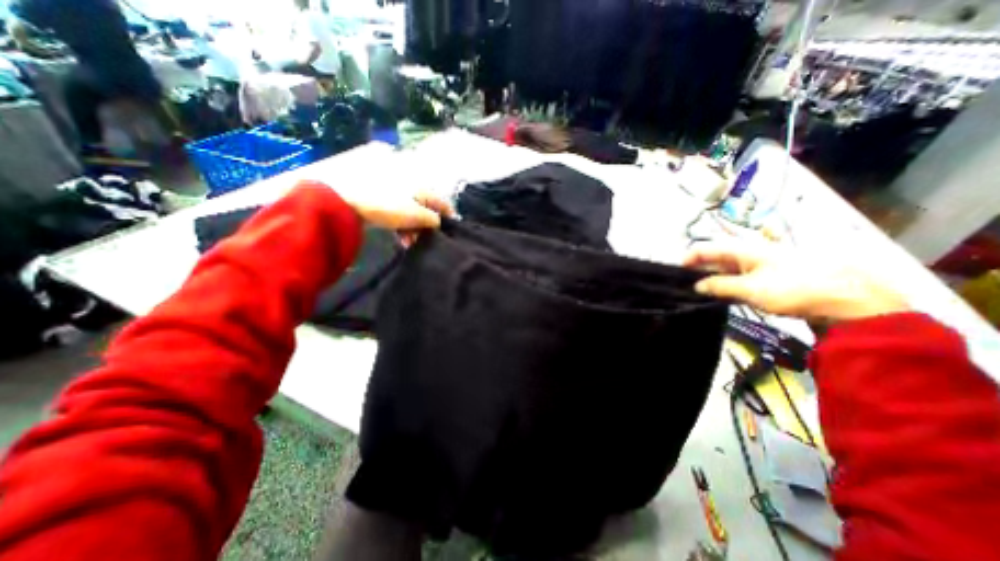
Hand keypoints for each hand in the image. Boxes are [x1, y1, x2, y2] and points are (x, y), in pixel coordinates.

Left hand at [341, 192, 455, 242]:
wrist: (343, 198)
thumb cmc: (386, 205)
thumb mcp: (415, 214)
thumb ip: (432, 219)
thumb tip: (439, 222)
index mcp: (421, 186)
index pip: (442, 202)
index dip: (449, 216)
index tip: (452, 230)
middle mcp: (411, 184)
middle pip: (426, 208)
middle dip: (427, 226)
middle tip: (424, 240)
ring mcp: (395, 189)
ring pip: (412, 211)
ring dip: (413, 228)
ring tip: (408, 242)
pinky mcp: (381, 196)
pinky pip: (398, 211)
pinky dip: (401, 224)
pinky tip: (398, 236)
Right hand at [684, 243, 912, 320]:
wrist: (846, 298)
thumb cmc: (793, 288)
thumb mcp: (750, 288)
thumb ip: (719, 286)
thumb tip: (696, 286)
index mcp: (741, 249)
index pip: (704, 248)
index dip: (687, 259)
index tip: (676, 275)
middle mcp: (747, 253)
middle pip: (713, 257)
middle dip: (696, 270)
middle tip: (684, 287)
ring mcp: (758, 264)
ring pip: (724, 268)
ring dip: (710, 278)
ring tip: (699, 293)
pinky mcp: (767, 276)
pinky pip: (737, 277)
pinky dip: (725, 284)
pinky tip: (721, 295)